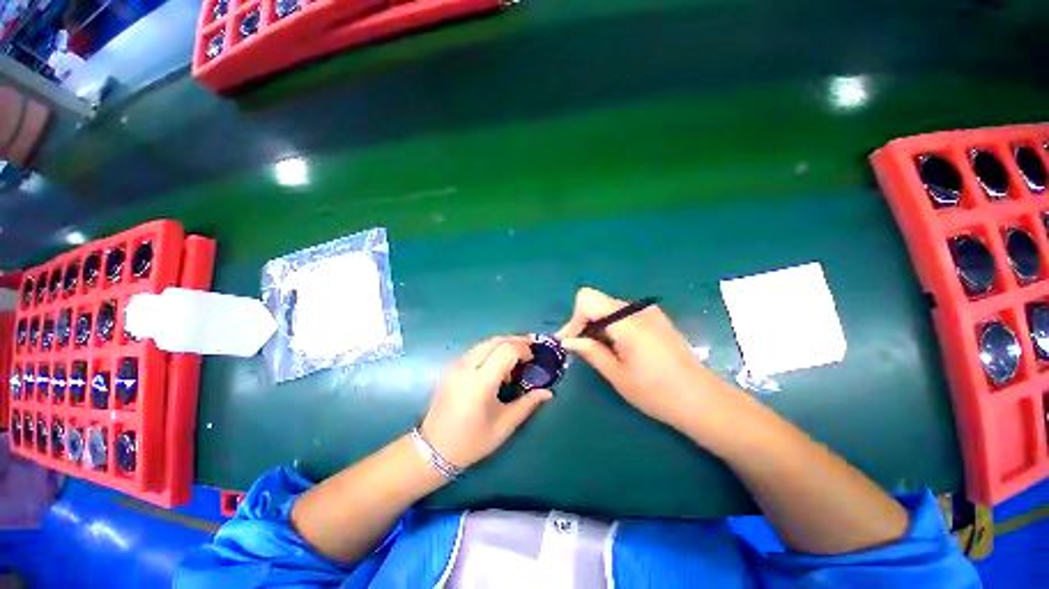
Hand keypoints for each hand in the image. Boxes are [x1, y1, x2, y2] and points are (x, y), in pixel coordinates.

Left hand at [421, 336, 553, 468]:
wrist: (433, 450)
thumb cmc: (472, 441)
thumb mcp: (504, 425)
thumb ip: (528, 404)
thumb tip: (548, 392)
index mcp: (480, 382)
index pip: (506, 351)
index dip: (523, 349)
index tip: (533, 357)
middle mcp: (466, 367)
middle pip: (495, 341)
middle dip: (515, 341)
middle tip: (530, 349)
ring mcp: (456, 365)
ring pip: (484, 343)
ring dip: (503, 344)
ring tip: (517, 356)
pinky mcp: (451, 367)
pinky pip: (476, 350)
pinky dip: (491, 350)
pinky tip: (498, 364)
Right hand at [557, 288, 737, 430]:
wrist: (702, 399)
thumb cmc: (656, 392)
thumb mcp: (616, 374)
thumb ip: (590, 351)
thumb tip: (567, 341)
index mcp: (627, 321)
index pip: (587, 299)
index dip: (574, 319)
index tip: (570, 342)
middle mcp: (637, 309)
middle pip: (597, 302)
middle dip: (583, 323)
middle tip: (580, 348)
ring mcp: (649, 312)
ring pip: (609, 307)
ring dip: (597, 325)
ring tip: (598, 351)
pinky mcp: (655, 318)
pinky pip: (623, 314)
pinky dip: (612, 326)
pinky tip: (616, 347)